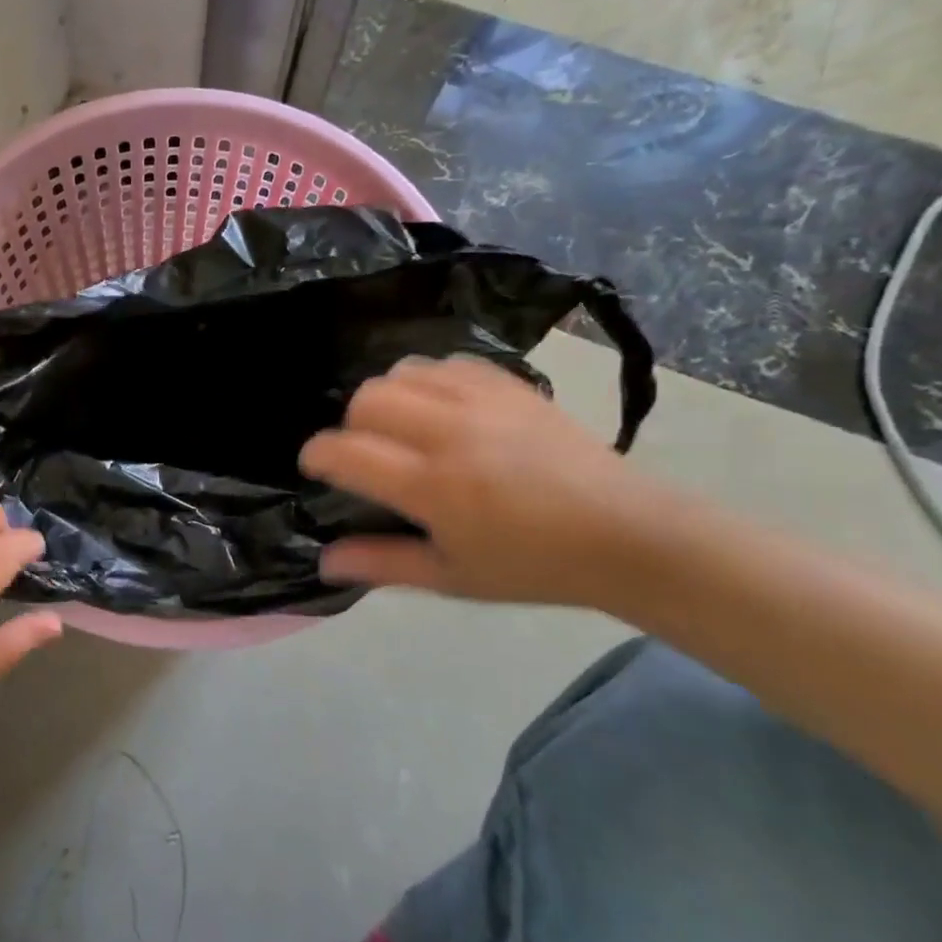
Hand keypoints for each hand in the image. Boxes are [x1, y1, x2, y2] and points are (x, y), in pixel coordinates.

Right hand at [299, 356, 658, 606]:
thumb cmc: (531, 566)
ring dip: (388, 398)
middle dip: (352, 425)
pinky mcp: (511, 387)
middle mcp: (451, 434)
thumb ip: (382, 563)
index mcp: (433, 488)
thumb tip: (324, 561)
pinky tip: (440, 409)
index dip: (317, 454)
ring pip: (404, 372)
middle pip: (369, 399)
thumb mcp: (451, 578)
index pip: (348, 452)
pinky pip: (448, 363)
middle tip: (369, 453)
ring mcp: (484, 403)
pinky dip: (428, 381)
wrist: (626, 535)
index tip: (315, 465)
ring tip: (404, 427)